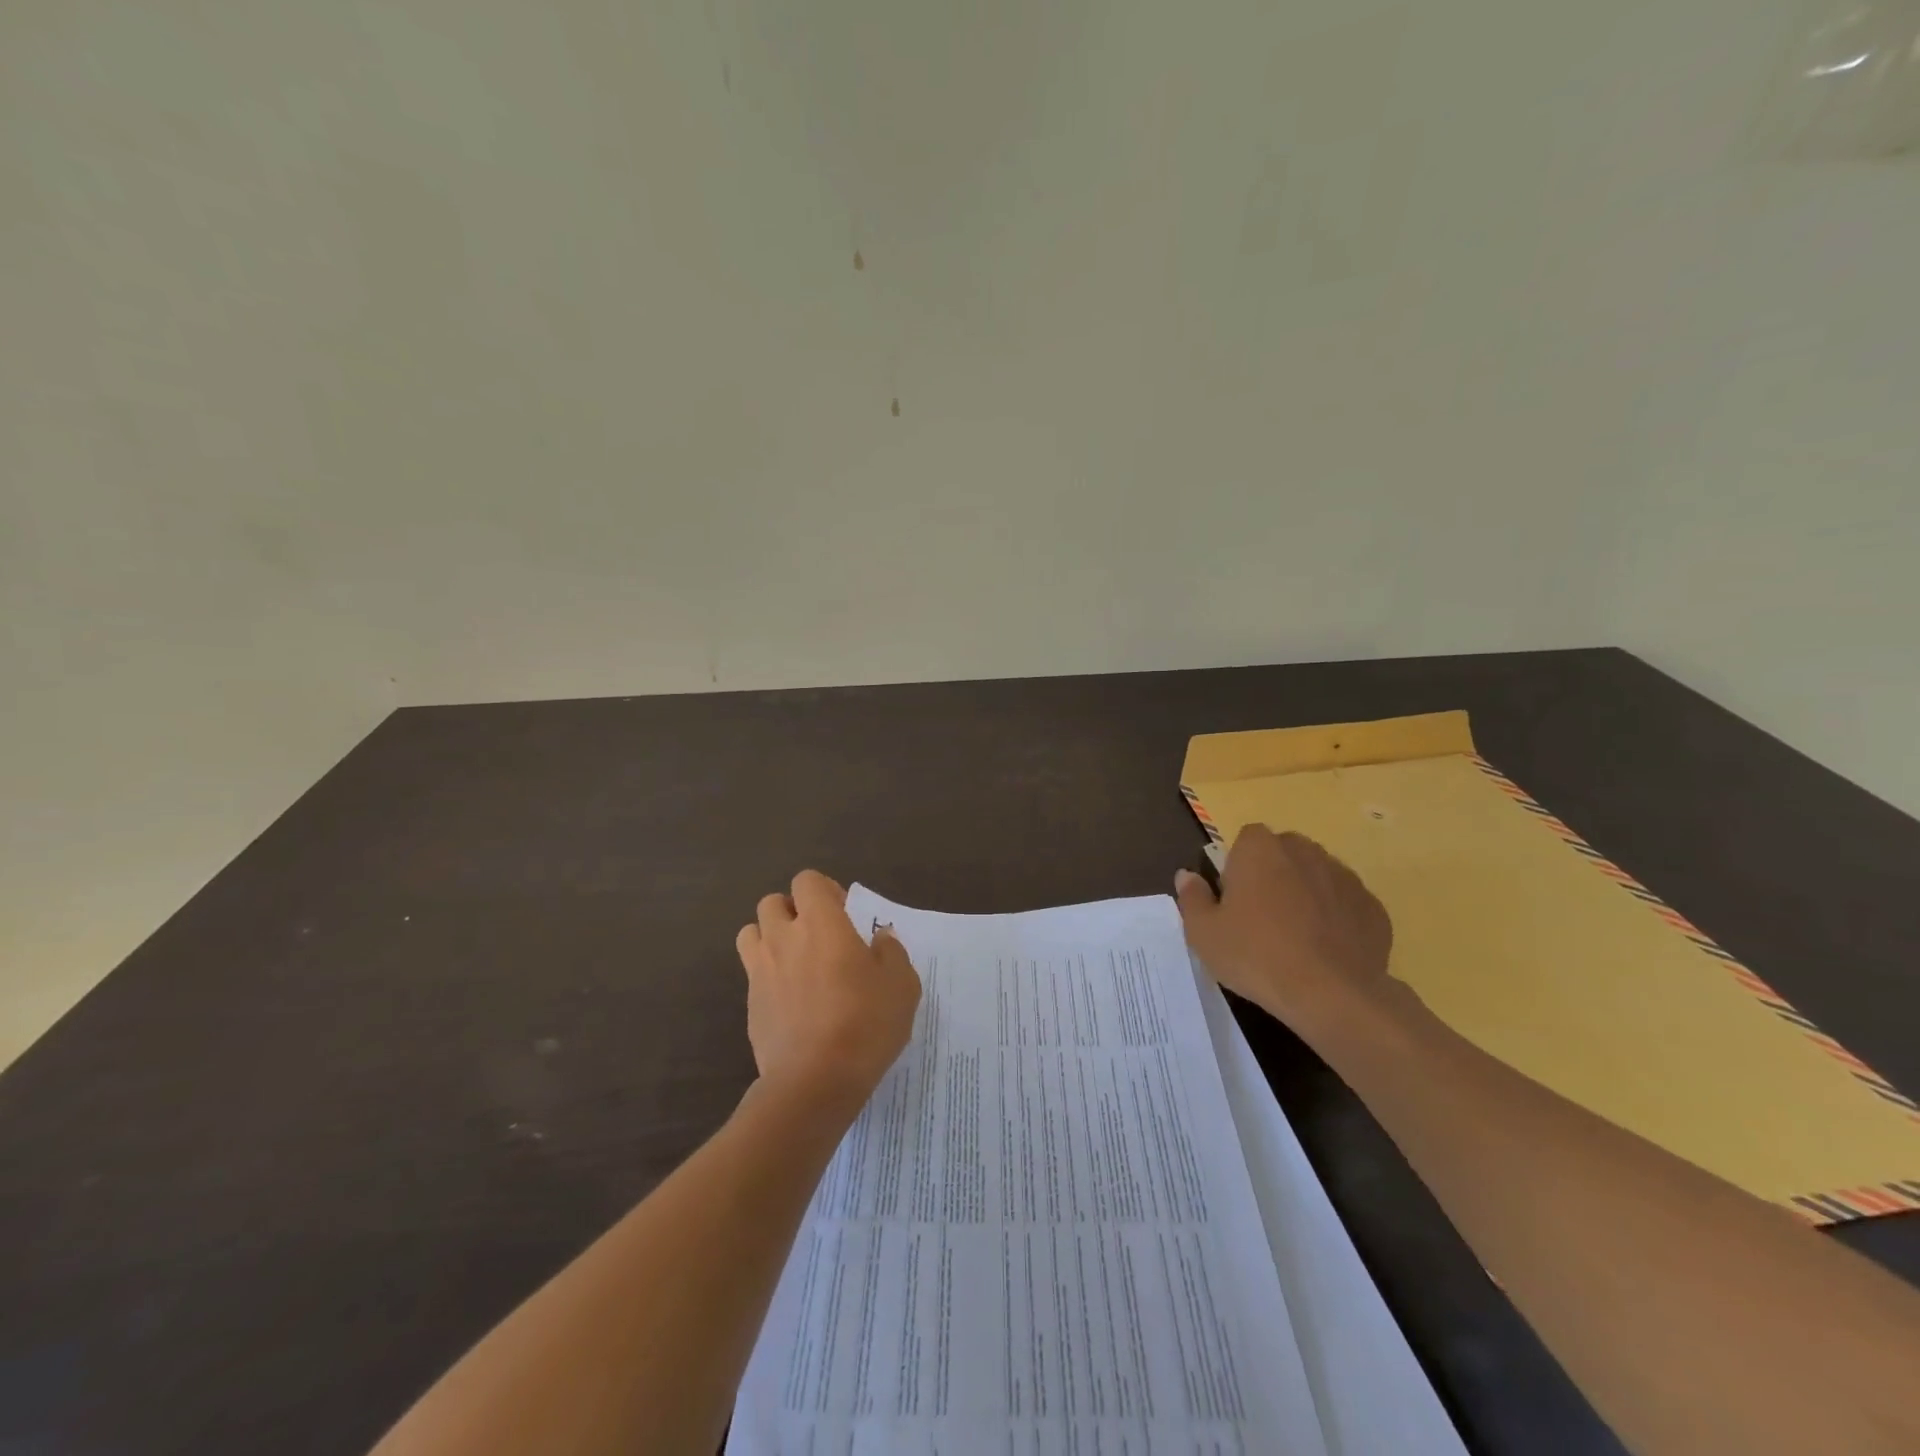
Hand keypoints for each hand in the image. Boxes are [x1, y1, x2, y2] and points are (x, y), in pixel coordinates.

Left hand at [734, 871, 921, 1116]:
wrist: (815, 1081)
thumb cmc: (865, 1023)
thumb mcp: (901, 985)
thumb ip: (891, 952)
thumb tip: (881, 938)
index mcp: (821, 923)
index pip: (807, 881)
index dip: (824, 891)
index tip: (844, 914)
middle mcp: (783, 938)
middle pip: (772, 903)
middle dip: (793, 911)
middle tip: (819, 936)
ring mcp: (760, 971)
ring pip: (751, 933)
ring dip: (771, 937)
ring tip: (796, 961)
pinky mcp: (749, 1005)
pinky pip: (752, 974)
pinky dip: (768, 976)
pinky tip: (791, 1001)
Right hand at [1174, 825, 1395, 1036]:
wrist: (1332, 994)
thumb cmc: (1255, 955)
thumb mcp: (1203, 932)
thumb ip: (1192, 898)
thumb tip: (1186, 876)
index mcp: (1260, 849)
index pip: (1247, 839)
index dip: (1239, 866)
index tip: (1234, 899)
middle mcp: (1304, 851)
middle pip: (1284, 853)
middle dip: (1274, 875)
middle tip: (1261, 918)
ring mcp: (1344, 877)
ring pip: (1317, 876)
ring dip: (1306, 894)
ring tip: (1295, 938)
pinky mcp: (1373, 908)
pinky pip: (1346, 905)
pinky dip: (1336, 919)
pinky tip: (1325, 952)